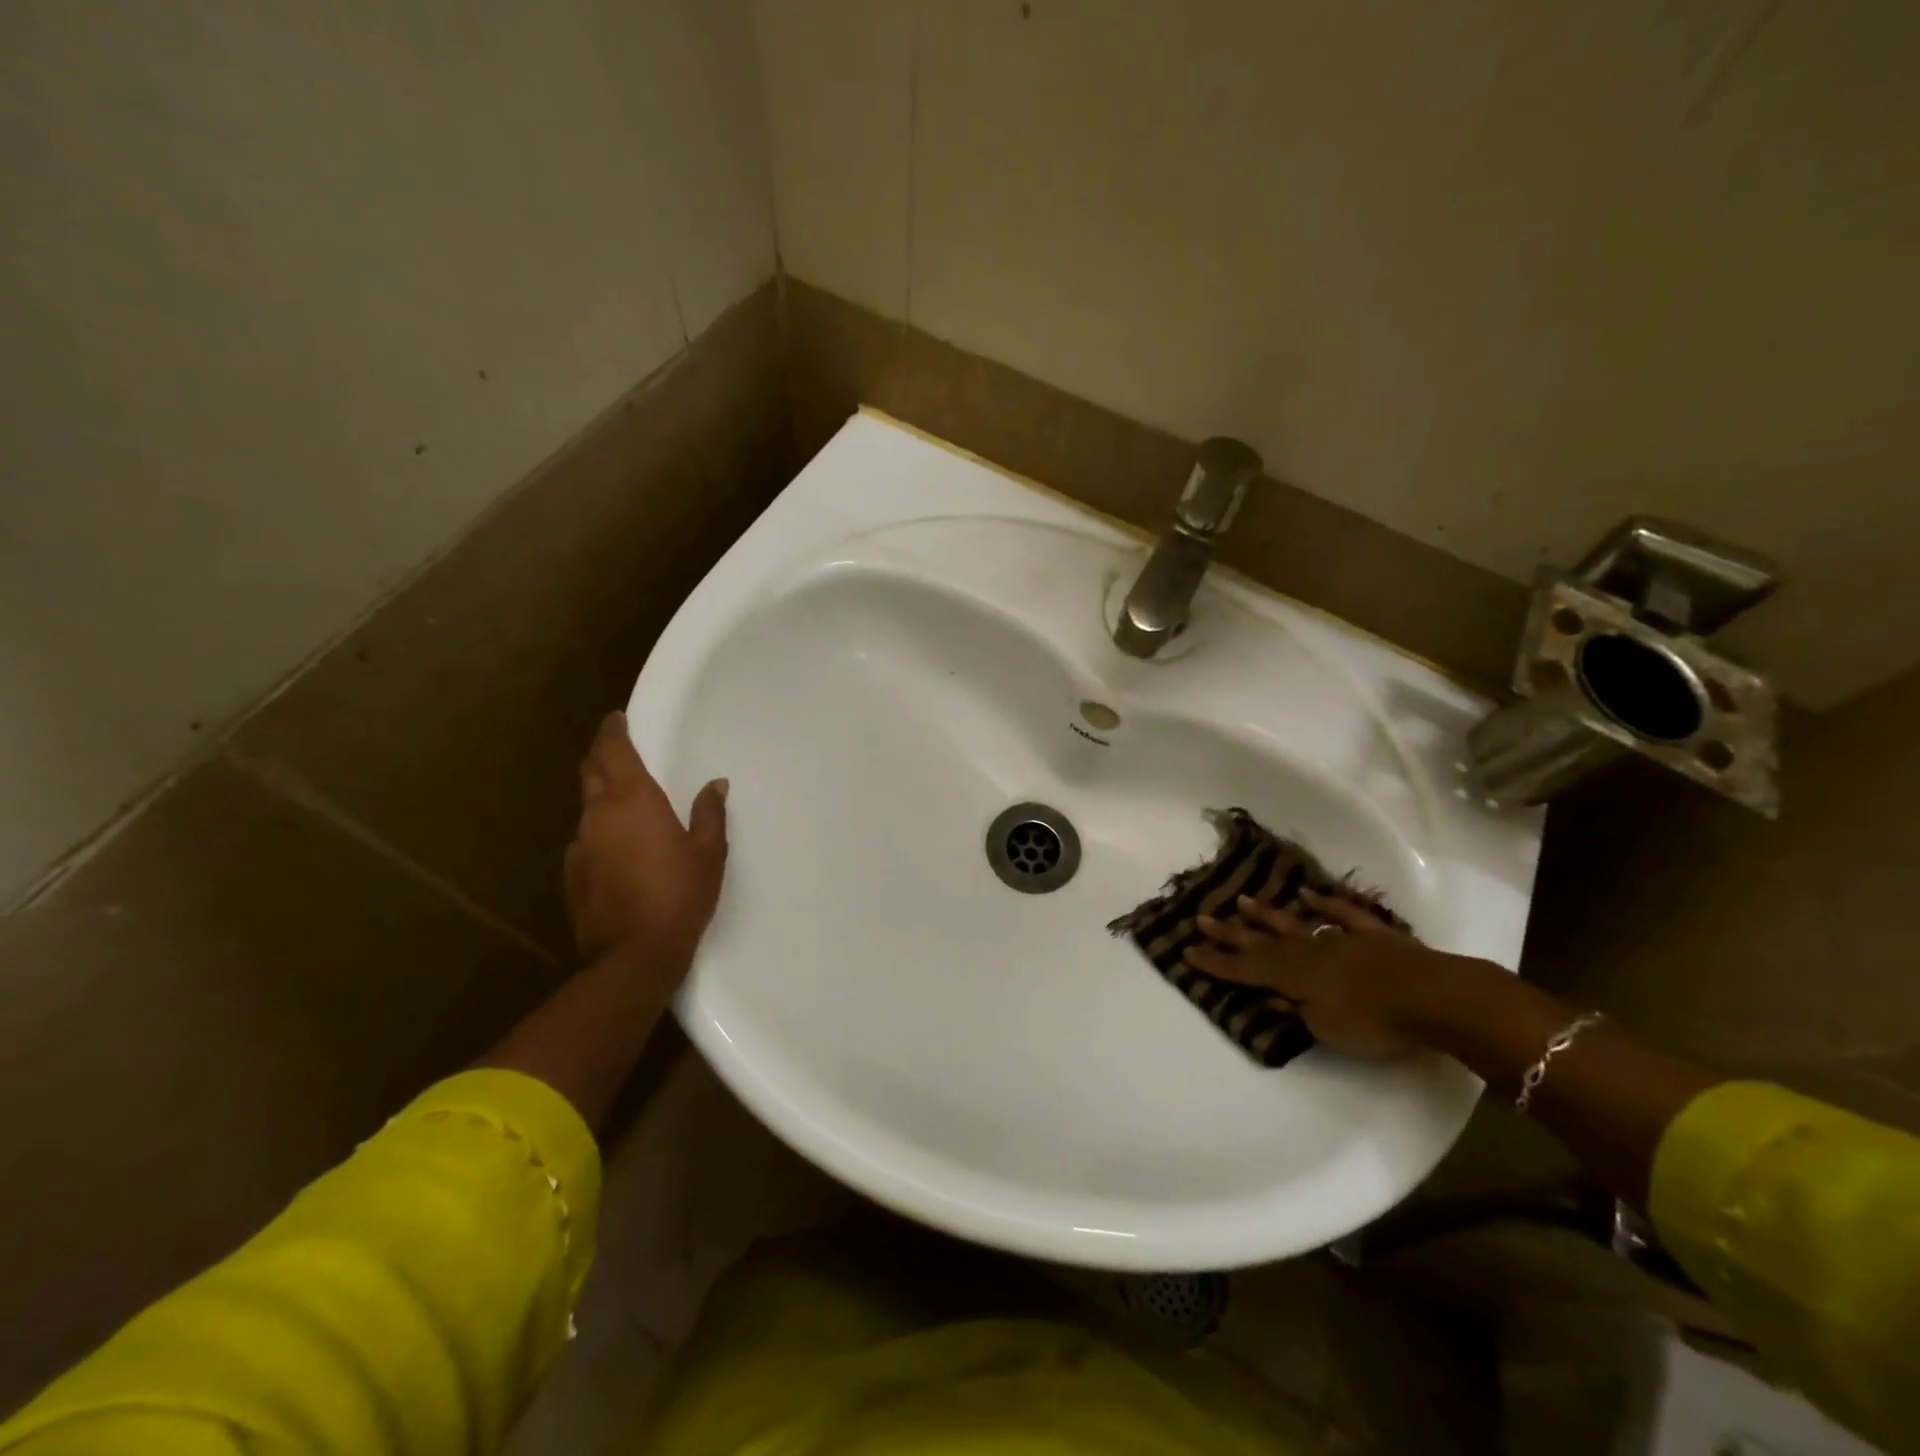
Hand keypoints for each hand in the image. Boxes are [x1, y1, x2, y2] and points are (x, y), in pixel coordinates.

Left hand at [564, 712, 728, 981]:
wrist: (634, 955)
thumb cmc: (680, 895)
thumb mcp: (709, 852)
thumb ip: (710, 812)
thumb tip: (715, 784)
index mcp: (633, 800)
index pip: (613, 751)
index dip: (613, 731)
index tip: (616, 718)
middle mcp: (598, 815)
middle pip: (591, 771)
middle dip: (601, 754)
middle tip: (616, 747)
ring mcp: (579, 846)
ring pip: (587, 807)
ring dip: (601, 795)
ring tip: (623, 801)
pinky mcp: (571, 875)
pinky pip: (584, 840)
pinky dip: (599, 831)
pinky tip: (616, 848)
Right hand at [1186, 889, 1473, 1058]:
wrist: (1435, 997)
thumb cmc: (1375, 1021)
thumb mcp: (1327, 1028)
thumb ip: (1298, 1011)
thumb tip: (1275, 997)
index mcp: (1294, 976)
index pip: (1245, 969)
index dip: (1216, 963)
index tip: (1187, 952)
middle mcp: (1309, 950)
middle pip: (1262, 941)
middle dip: (1230, 933)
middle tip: (1202, 918)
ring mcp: (1341, 938)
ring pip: (1296, 922)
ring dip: (1268, 914)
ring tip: (1243, 901)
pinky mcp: (1373, 934)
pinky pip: (1343, 914)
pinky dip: (1326, 904)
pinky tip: (1309, 896)